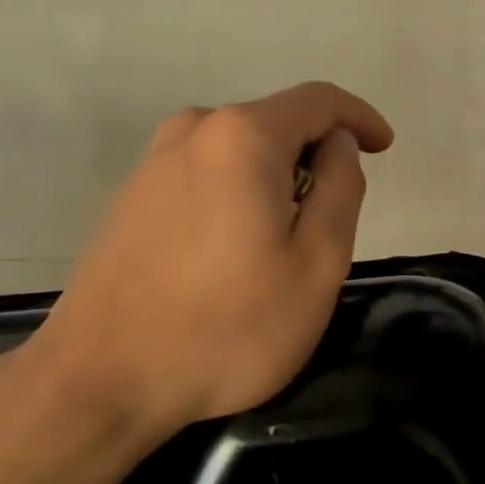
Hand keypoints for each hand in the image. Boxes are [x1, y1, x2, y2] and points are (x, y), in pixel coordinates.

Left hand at [29, 82, 393, 445]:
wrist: (99, 382)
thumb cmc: (227, 327)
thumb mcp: (317, 264)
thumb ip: (341, 189)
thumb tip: (338, 145)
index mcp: (243, 136)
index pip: (319, 100)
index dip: (360, 118)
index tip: (385, 149)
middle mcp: (194, 130)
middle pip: (277, 122)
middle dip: (315, 157)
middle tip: (331, 222)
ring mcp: (154, 161)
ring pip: (240, 150)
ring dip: (275, 178)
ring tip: (282, 243)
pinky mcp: (131, 194)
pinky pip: (205, 172)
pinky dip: (237, 192)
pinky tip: (233, 251)